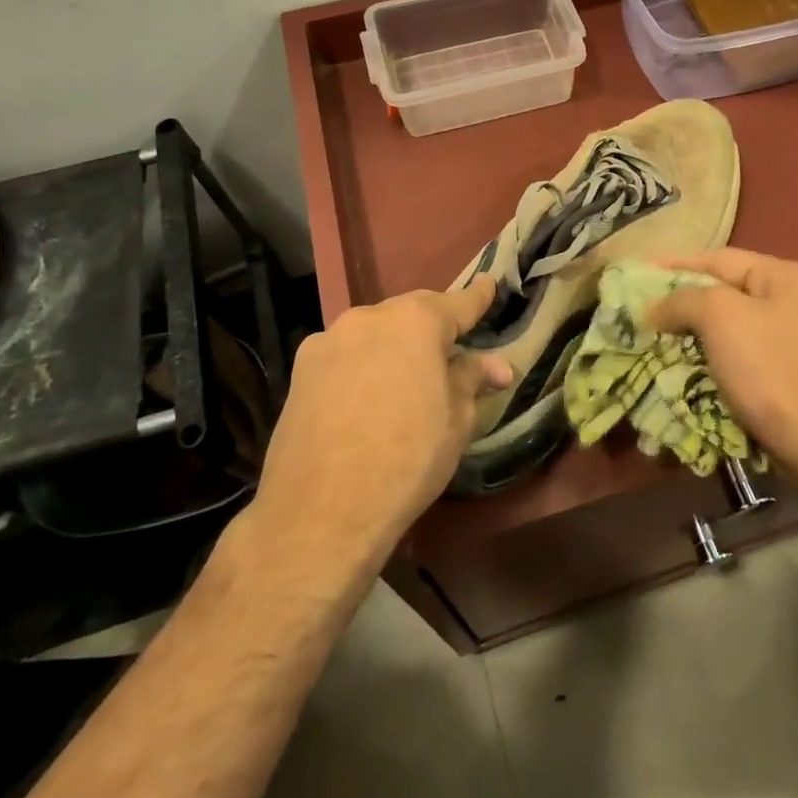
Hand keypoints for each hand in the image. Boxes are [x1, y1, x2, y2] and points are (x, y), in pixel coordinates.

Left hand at [235, 279, 511, 574]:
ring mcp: (328, 341)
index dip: (478, 297)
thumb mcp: (456, 421)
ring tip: (405, 378)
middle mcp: (369, 318)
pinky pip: (345, 355)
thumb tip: (497, 366)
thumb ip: (472, 379)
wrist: (321, 513)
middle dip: (433, 326)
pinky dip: (362, 365)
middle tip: (451, 349)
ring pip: (374, 333)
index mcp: (416, 322)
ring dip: (394, 346)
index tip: (489, 284)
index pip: (458, 303)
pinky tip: (366, 397)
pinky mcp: (299, 371)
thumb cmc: (407, 459)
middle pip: (412, 313)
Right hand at [649, 249, 797, 494]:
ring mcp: (797, 342)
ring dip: (695, 334)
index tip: (639, 272)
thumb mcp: (719, 317)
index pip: (718, 259)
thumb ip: (683, 300)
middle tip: (644, 310)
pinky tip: (688, 369)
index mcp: (784, 276)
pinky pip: (742, 358)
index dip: (675, 264)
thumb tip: (656, 308)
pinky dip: (714, 360)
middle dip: (683, 302)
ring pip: (732, 329)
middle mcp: (796, 302)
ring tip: (657, 340)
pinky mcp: (791, 377)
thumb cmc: (768, 368)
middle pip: (726, 293)